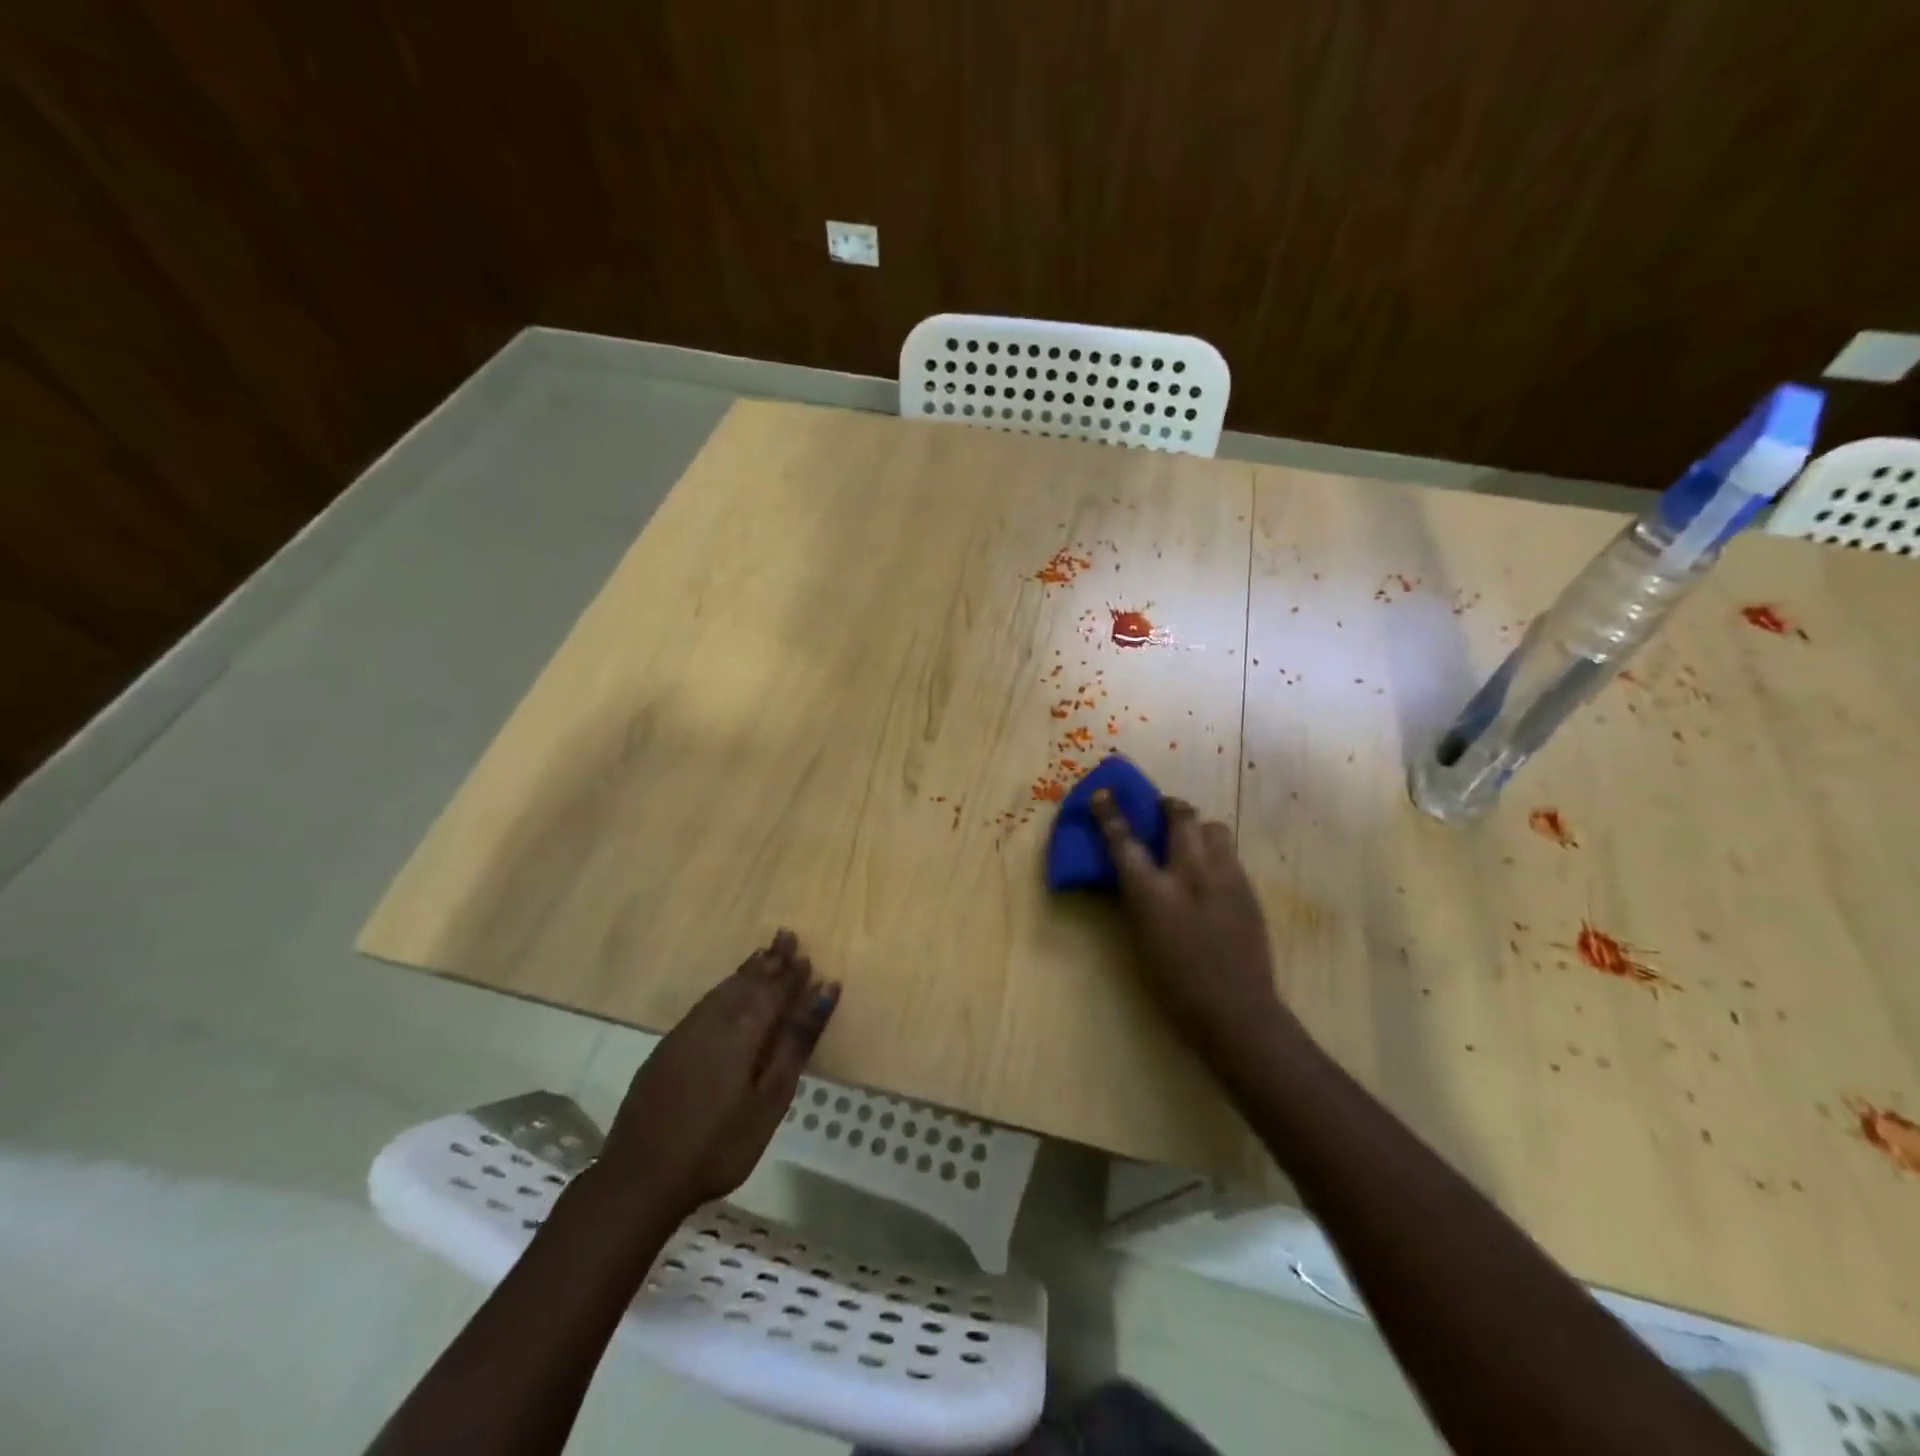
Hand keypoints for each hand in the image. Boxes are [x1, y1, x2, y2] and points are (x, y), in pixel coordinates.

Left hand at [596, 930, 839, 1222]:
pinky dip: (723, 989)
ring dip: (746, 971)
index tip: (807, 954)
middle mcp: (715, 1020)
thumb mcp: (771, 1097)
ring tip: (762, 955)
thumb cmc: (720, 1143)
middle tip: (786, 936)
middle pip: (748, 982)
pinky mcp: (667, 1048)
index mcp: (744, 1030)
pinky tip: (725, 992)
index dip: (792, 974)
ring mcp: (686, 1033)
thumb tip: (824, 990)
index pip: (775, 990)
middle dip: (770, 960)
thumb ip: (796, 1041)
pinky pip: (705, 1003)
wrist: (640, 1177)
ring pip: (723, 989)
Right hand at [1090, 791, 1294, 1064]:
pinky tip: (1210, 875)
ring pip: (1213, 828)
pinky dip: (1215, 852)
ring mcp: (1225, 878)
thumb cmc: (1175, 986)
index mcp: (1154, 893)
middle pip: (1181, 817)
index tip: (1103, 793)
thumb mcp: (1140, 939)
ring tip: (1190, 841)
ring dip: (1197, 827)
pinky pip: (1229, 853)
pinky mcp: (1248, 889)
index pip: (1125, 841)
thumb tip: (1132, 873)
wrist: (1238, 1012)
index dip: (1111, 814)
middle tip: (1161, 809)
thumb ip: (1137, 899)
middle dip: (1168, 806)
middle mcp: (1191, 875)